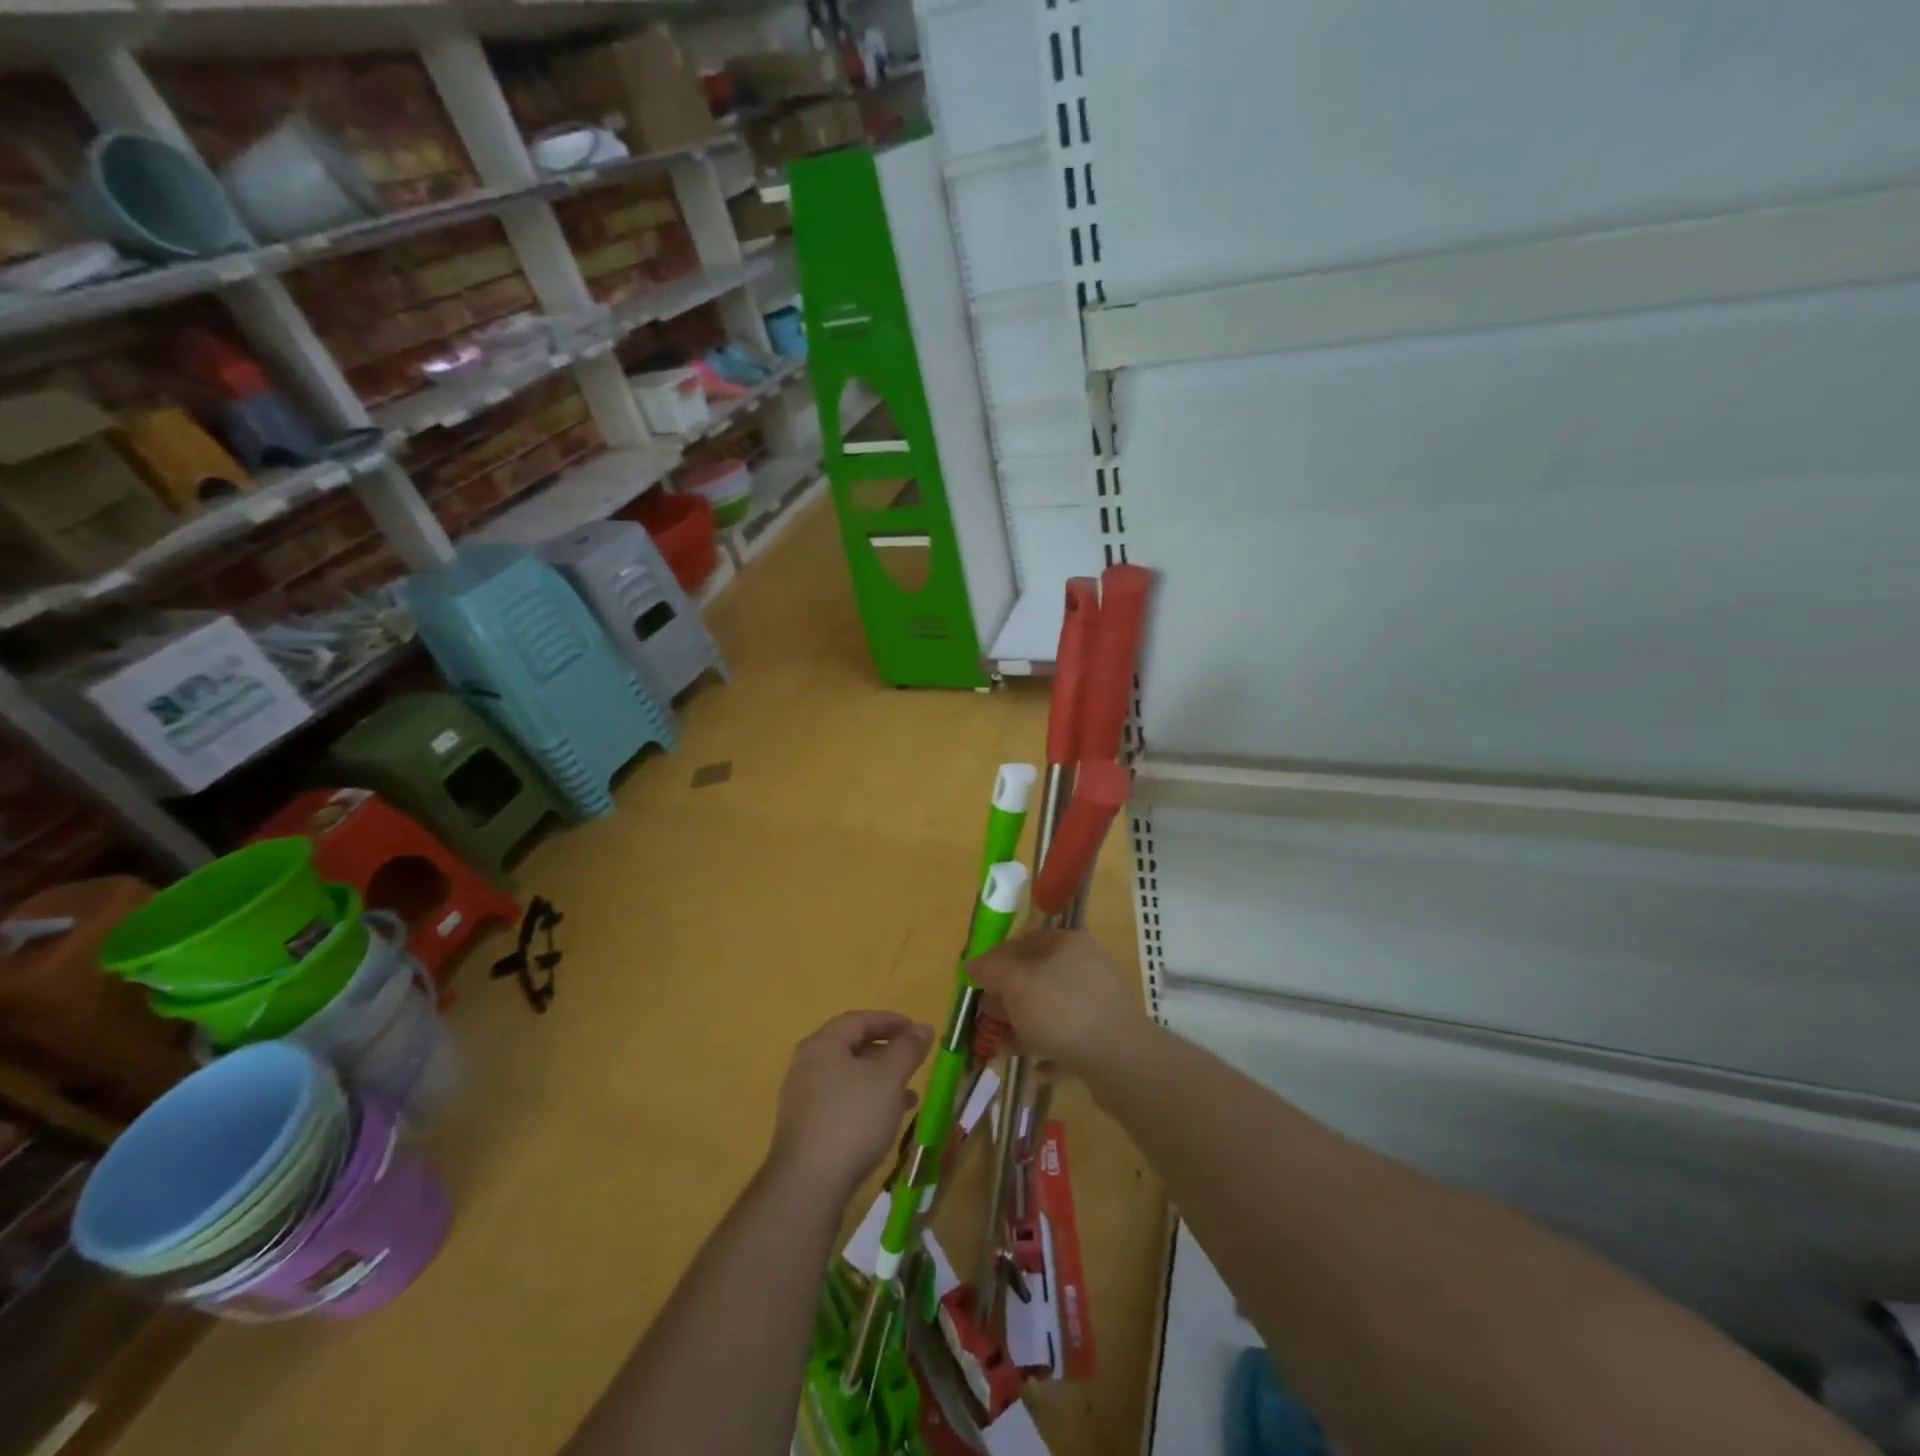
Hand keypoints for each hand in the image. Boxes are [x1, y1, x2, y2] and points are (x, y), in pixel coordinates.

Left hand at [768, 1011, 933, 1202]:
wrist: (808, 1186)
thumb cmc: (852, 1119)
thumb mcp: (888, 1078)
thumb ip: (907, 1049)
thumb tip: (923, 1027)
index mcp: (822, 1044)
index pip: (858, 1020)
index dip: (890, 1021)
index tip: (917, 1031)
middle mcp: (806, 1066)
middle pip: (851, 1047)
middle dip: (886, 1052)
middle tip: (913, 1061)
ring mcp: (802, 1099)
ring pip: (847, 1078)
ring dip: (879, 1080)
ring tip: (909, 1094)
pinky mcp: (805, 1129)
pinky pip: (840, 1103)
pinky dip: (865, 1102)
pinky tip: (887, 1121)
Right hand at [968, 929, 1145, 1076]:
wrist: (1120, 1059)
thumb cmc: (1061, 1011)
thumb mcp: (1017, 984)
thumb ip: (991, 972)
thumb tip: (972, 965)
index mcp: (1067, 944)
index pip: (1022, 943)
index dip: (994, 961)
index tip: (973, 984)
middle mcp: (1085, 966)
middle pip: (1036, 978)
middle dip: (1007, 1000)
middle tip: (985, 1021)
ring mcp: (1098, 1002)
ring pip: (1050, 1011)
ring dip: (1023, 1029)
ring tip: (1001, 1051)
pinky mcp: (1105, 1036)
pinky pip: (1069, 1040)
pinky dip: (1050, 1051)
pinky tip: (1036, 1069)